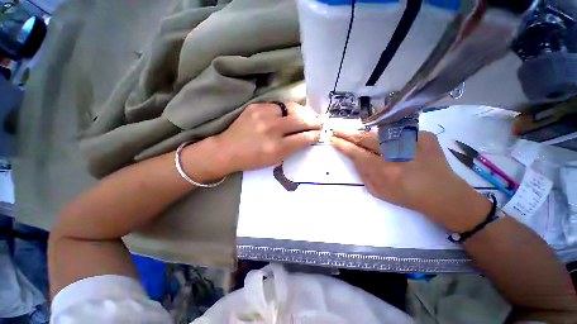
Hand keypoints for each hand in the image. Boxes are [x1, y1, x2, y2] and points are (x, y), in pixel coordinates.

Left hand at [213, 102, 321, 173]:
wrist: (227, 150)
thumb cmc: (252, 159)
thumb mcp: (275, 160)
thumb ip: (292, 148)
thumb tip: (307, 136)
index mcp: (276, 148)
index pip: (303, 138)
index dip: (314, 135)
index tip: (320, 133)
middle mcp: (271, 129)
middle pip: (300, 121)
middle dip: (313, 121)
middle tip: (319, 122)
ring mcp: (262, 115)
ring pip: (291, 108)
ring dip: (302, 112)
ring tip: (308, 115)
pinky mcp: (255, 107)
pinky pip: (278, 105)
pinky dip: (287, 110)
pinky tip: (290, 114)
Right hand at [330, 131, 491, 231]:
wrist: (445, 194)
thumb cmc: (408, 197)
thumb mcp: (379, 191)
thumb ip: (363, 173)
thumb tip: (355, 157)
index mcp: (384, 170)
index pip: (356, 152)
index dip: (342, 144)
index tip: (332, 138)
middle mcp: (397, 152)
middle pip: (366, 137)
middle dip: (348, 133)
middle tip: (337, 130)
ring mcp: (413, 140)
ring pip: (380, 133)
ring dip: (367, 135)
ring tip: (359, 137)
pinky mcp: (424, 135)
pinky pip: (398, 133)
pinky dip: (389, 138)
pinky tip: (391, 144)